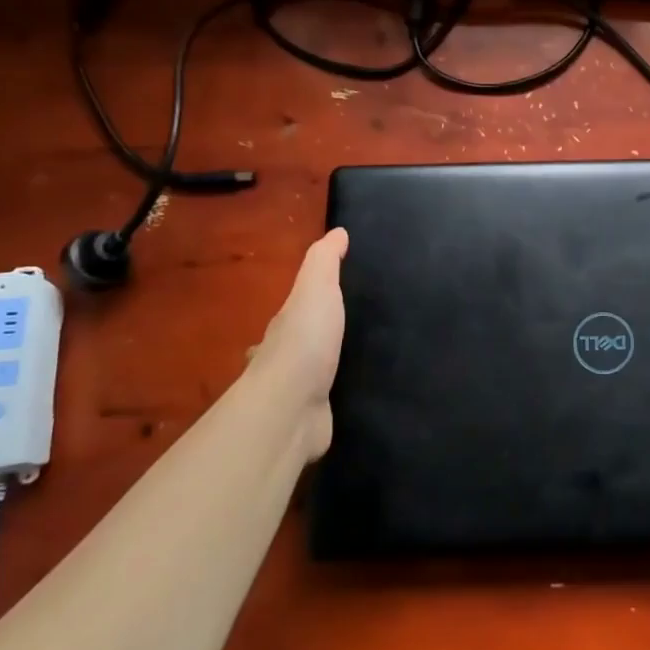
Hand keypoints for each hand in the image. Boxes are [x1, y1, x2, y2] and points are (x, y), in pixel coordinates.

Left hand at [244, 227, 348, 461]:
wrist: (293, 406)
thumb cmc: (306, 341)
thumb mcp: (317, 289)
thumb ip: (325, 261)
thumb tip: (338, 231)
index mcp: (285, 325)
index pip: (297, 309)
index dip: (313, 300)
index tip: (338, 294)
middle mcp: (285, 357)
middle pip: (301, 343)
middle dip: (319, 337)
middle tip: (353, 332)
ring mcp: (296, 391)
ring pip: (313, 374)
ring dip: (328, 368)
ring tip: (364, 361)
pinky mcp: (312, 418)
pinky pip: (328, 402)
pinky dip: (338, 397)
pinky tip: (358, 395)